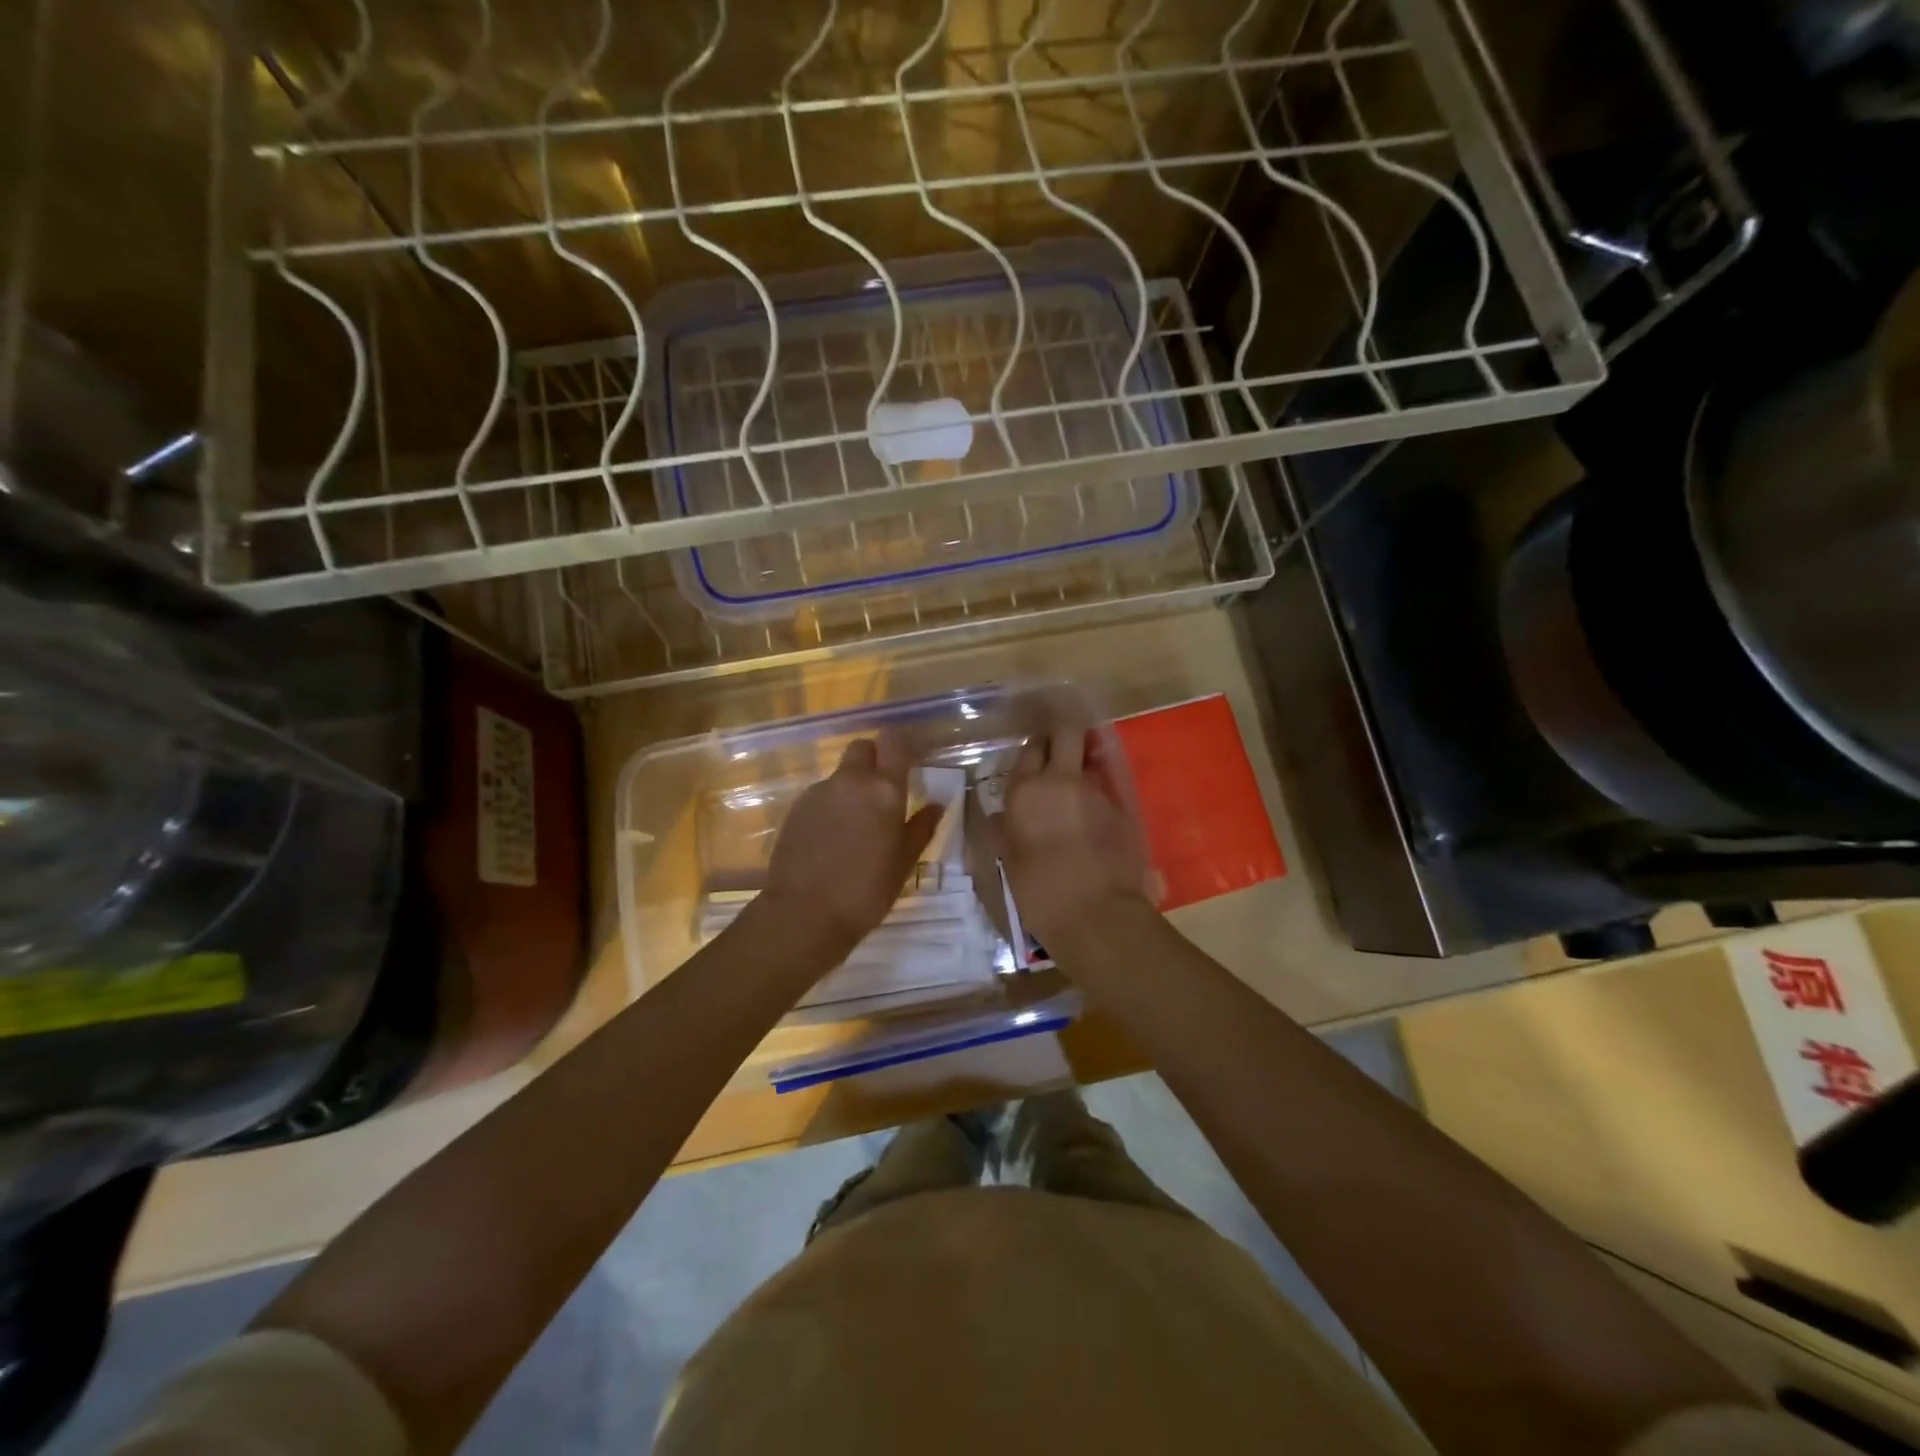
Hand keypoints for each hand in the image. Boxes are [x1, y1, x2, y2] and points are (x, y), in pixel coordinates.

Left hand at [758, 734, 942, 954]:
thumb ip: (921, 828)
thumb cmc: (866, 891)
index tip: (910, 757)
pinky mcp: (795, 809)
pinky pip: (821, 795)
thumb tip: (937, 805)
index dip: (902, 743)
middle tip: (883, 789)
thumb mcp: (903, 863)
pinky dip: (831, 806)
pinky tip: (832, 838)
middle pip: (862, 748)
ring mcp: (818, 792)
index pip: (894, 741)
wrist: (804, 913)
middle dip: (873, 758)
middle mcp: (850, 781)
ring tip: (857, 825)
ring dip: (851, 787)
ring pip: (840, 775)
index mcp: (884, 790)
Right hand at [987, 728, 1152, 947]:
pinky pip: (1105, 790)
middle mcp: (1062, 780)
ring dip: (1081, 768)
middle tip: (1056, 750)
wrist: (1097, 914)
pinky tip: (1091, 820)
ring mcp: (1097, 792)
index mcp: (1027, 790)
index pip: (1030, 748)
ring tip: (1074, 794)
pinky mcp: (1122, 809)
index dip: (1033, 750)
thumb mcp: (1008, 861)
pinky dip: (1096, 797)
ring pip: (1089, 761)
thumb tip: (1004, 816)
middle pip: (1066, 732)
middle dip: (1062, 734)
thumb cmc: (1040, 892)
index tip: (1033, 759)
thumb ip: (1005, 830)